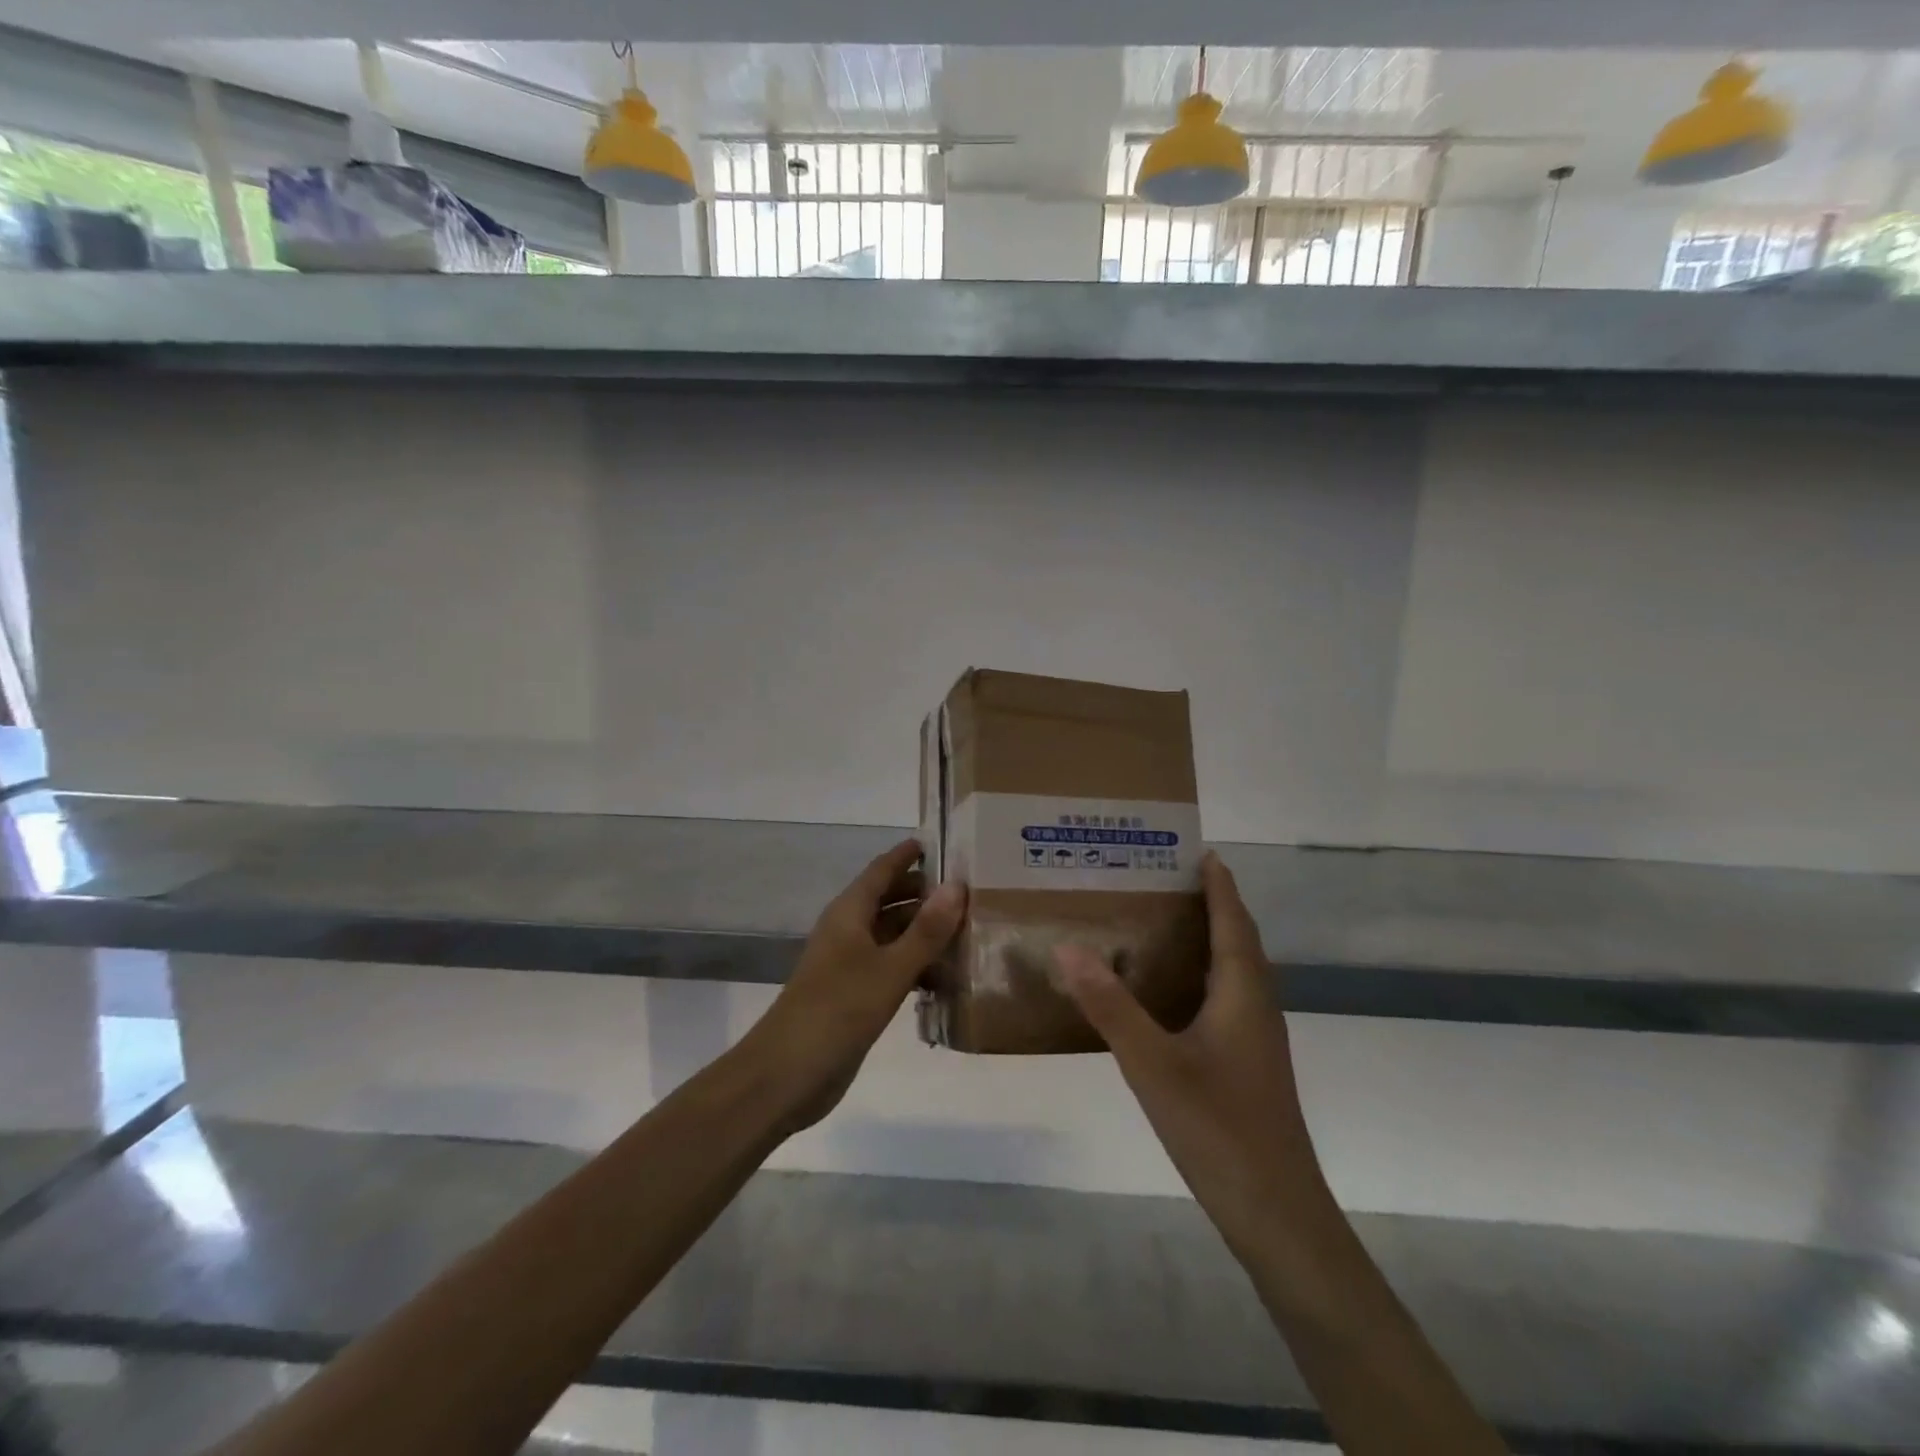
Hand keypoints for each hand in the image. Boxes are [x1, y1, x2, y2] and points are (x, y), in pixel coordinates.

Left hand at [746, 839, 965, 1133]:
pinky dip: (916, 967)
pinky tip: (946, 979)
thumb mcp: (889, 969)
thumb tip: (957, 884)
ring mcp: (850, 964)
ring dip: (924, 933)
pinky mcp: (854, 995)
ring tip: (969, 933)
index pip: (882, 869)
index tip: (943, 842)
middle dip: (925, 894)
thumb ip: (926, 930)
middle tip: (970, 891)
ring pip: (893, 936)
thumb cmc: (837, 1011)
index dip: (908, 854)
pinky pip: (891, 967)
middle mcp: (848, 931)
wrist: (785, 1075)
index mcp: (849, 913)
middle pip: (889, 900)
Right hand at [1056, 851, 1324, 1253]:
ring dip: (1210, 940)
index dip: (1220, 884)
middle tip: (1166, 880)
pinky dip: (1204, 978)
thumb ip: (1110, 1005)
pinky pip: (1228, 1000)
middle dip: (1213, 905)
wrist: (1276, 1213)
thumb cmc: (1218, 1126)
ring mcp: (1257, 1040)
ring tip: (1164, 924)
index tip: (1199, 850)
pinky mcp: (1250, 1066)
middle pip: (1239, 941)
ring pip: (1236, 973)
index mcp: (1243, 993)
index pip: (1233, 921)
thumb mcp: (1152, 1063)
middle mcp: (1257, 1007)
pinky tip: (1170, 995)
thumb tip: (1069, 946)